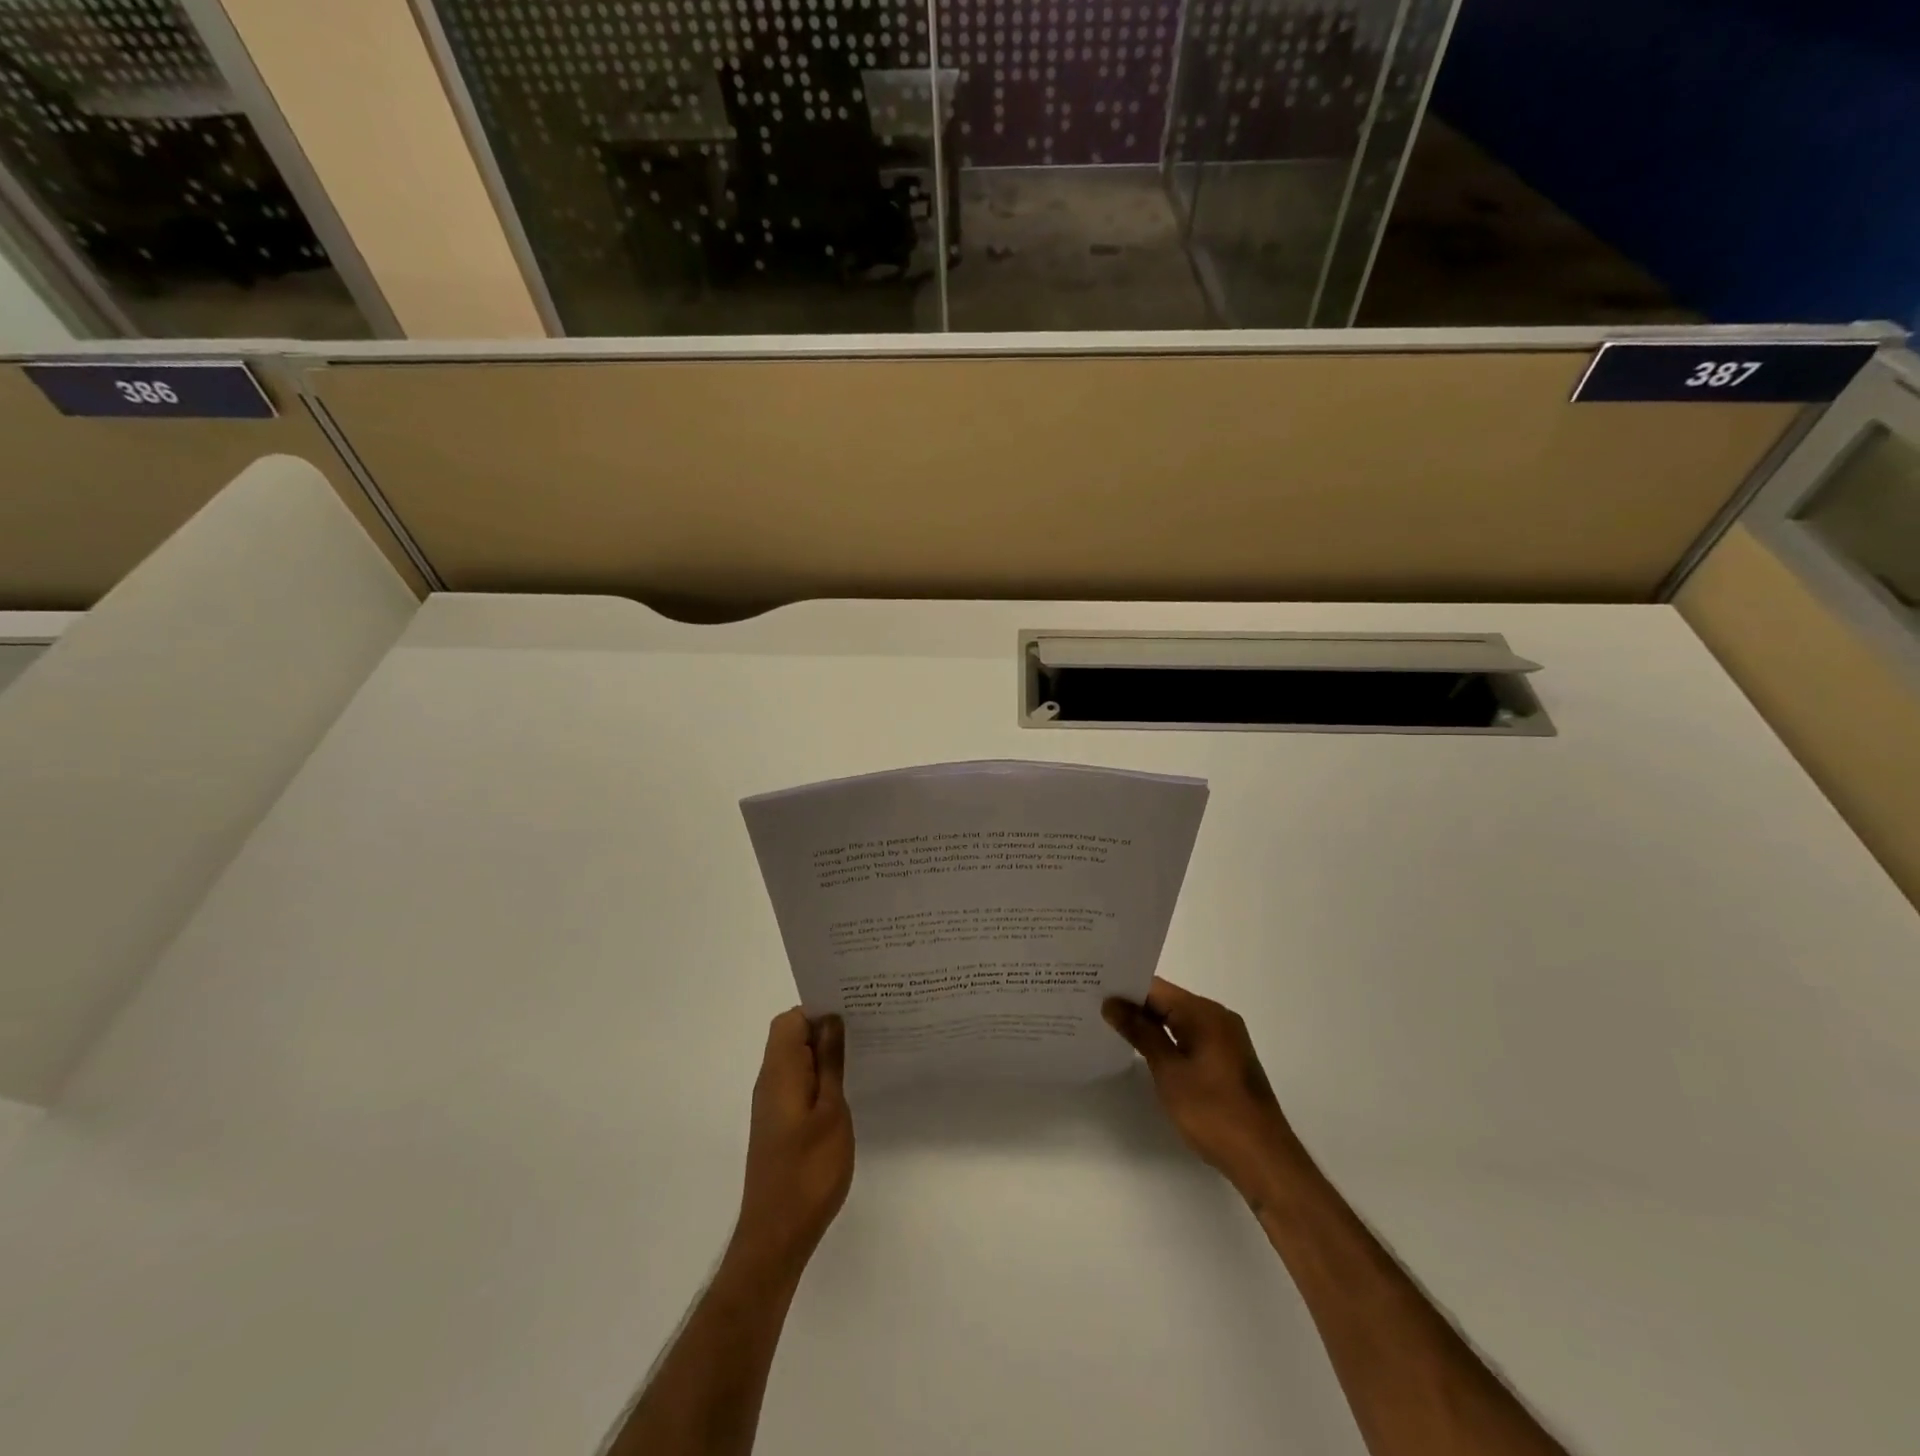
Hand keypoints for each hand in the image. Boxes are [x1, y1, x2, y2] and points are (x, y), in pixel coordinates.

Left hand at [730, 1009, 853, 1280]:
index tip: (854, 1010)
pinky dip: (819, 1077)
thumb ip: (830, 1064)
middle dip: (825, 1028)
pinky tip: (847, 1089)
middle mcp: (770, 1082)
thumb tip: (831, 1020)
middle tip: (866, 1029)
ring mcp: (773, 1105)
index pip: (791, 1020)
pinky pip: (798, 1084)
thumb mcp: (831, 1111)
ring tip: (863, 1053)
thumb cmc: (809, 1170)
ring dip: (824, 1054)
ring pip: (797, 1061)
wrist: (777, 1235)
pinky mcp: (779, 1125)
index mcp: (779, 1072)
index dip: (819, 1009)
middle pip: (792, 1037)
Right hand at [1104, 977, 1305, 1199]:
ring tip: (1112, 1028)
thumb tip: (1112, 1004)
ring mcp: (1226, 1039)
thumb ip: (1140, 1033)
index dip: (1125, 989)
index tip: (1093, 992)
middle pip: (1168, 1001)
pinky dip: (1168, 1039)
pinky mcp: (1227, 1059)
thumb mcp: (1169, 1071)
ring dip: (1150, 1024)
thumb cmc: (1212, 1112)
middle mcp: (1218, 1017)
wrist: (1264, 1159)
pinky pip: (1190, 1036)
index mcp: (1205, 1013)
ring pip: (1179, 1019)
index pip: (1156, 988)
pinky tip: (1145, 1051)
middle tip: (1095, 1009)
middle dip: (1134, 1006)